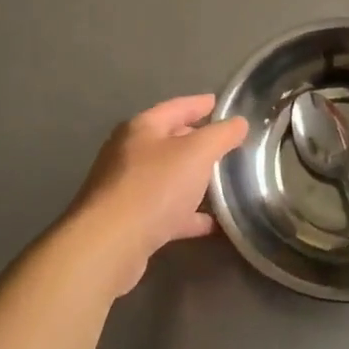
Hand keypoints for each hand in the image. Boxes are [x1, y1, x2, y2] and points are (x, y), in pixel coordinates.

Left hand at [67, 95, 247, 296]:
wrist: (109, 245)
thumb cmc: (154, 187)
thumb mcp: (197, 153)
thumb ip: (221, 135)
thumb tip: (238, 123)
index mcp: (142, 129)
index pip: (177, 107)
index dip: (201, 104)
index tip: (221, 103)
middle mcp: (129, 154)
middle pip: (169, 141)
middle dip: (197, 141)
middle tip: (226, 143)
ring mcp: (126, 189)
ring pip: (168, 177)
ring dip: (193, 179)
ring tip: (222, 182)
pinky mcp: (129, 222)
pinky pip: (165, 211)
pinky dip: (187, 215)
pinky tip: (210, 223)